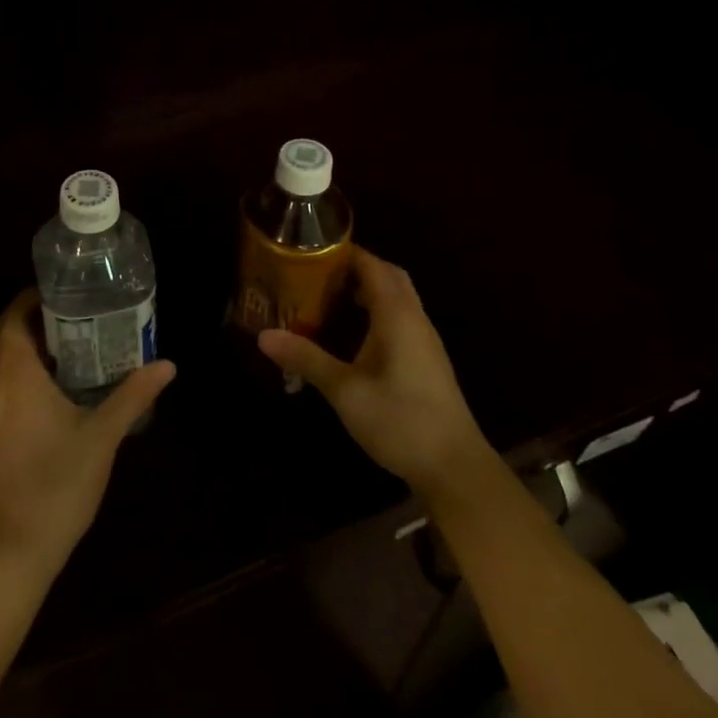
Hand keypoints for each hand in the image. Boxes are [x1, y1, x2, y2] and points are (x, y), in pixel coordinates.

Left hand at [0, 289, 175, 581]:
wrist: (14, 549)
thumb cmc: (57, 483)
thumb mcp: (103, 435)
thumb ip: (133, 395)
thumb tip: (167, 364)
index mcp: (17, 375)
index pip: (12, 318)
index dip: (32, 297)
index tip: (65, 290)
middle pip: (2, 333)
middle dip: (30, 316)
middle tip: (71, 312)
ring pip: (0, 359)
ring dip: (25, 342)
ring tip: (70, 340)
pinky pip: (2, 381)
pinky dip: (22, 368)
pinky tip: (57, 384)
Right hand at [258, 247, 486, 499]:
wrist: (455, 467)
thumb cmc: (400, 420)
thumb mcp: (344, 390)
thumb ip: (306, 358)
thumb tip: (263, 335)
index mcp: (397, 315)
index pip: (372, 266)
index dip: (345, 253)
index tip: (311, 250)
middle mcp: (414, 319)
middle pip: (389, 276)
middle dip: (356, 268)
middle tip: (318, 273)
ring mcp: (425, 341)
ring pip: (398, 298)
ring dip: (368, 290)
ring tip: (329, 298)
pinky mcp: (427, 361)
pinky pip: (401, 319)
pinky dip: (377, 312)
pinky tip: (354, 335)